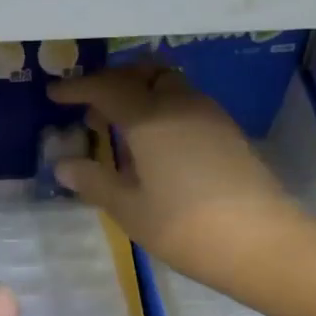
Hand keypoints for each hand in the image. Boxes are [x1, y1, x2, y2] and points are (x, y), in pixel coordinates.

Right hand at [48, 66, 310, 296]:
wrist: (261, 242)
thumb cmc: (184, 227)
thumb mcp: (130, 210)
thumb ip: (95, 182)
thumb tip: (64, 165)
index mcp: (149, 119)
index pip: (106, 88)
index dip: (77, 89)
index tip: (55, 94)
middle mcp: (180, 104)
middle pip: (143, 73)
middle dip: (113, 82)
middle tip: (92, 107)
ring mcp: (209, 115)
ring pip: (169, 85)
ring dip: (141, 93)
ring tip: (121, 127)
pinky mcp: (228, 132)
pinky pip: (186, 103)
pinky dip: (162, 109)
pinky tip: (155, 143)